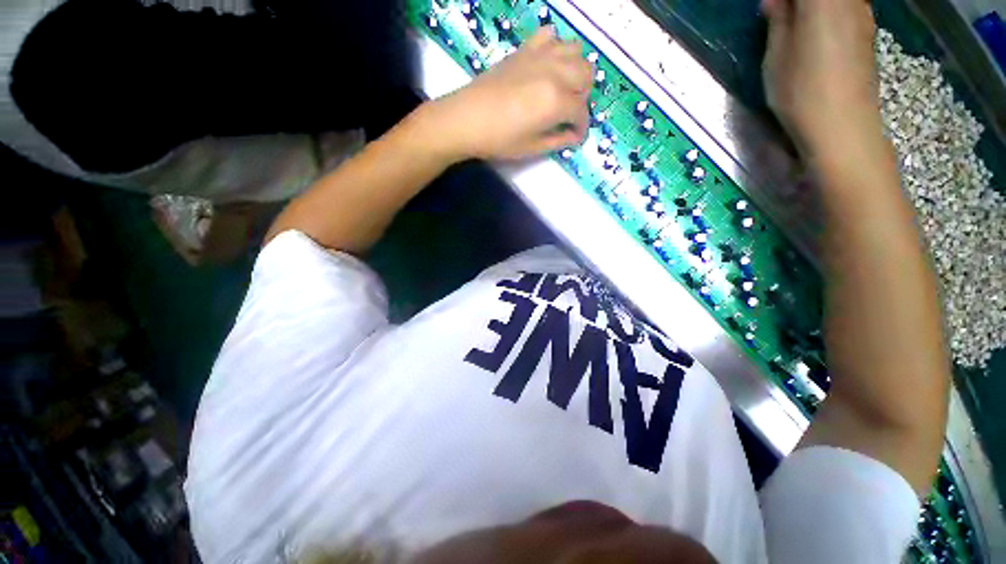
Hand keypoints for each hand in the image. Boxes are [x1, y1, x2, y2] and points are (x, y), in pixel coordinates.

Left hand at [419, 27, 592, 160]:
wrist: (466, 119)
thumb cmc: (499, 139)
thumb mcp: (532, 147)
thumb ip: (558, 140)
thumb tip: (574, 136)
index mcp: (556, 101)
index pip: (581, 111)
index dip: (581, 127)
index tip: (575, 136)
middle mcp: (554, 72)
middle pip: (586, 74)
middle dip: (583, 96)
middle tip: (569, 112)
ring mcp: (539, 56)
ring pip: (575, 50)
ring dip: (575, 70)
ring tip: (563, 88)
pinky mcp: (524, 49)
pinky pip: (550, 35)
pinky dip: (555, 48)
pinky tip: (547, 65)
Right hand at [762, 0, 883, 161]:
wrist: (843, 126)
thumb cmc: (801, 92)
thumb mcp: (776, 57)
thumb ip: (778, 22)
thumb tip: (775, 1)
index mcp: (823, 1)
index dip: (783, 0)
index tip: (769, 9)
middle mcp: (850, 0)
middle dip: (796, 3)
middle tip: (778, 14)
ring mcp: (863, 15)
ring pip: (837, 2)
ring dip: (814, 9)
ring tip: (793, 26)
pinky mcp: (867, 33)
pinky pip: (846, 9)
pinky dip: (829, 14)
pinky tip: (815, 34)